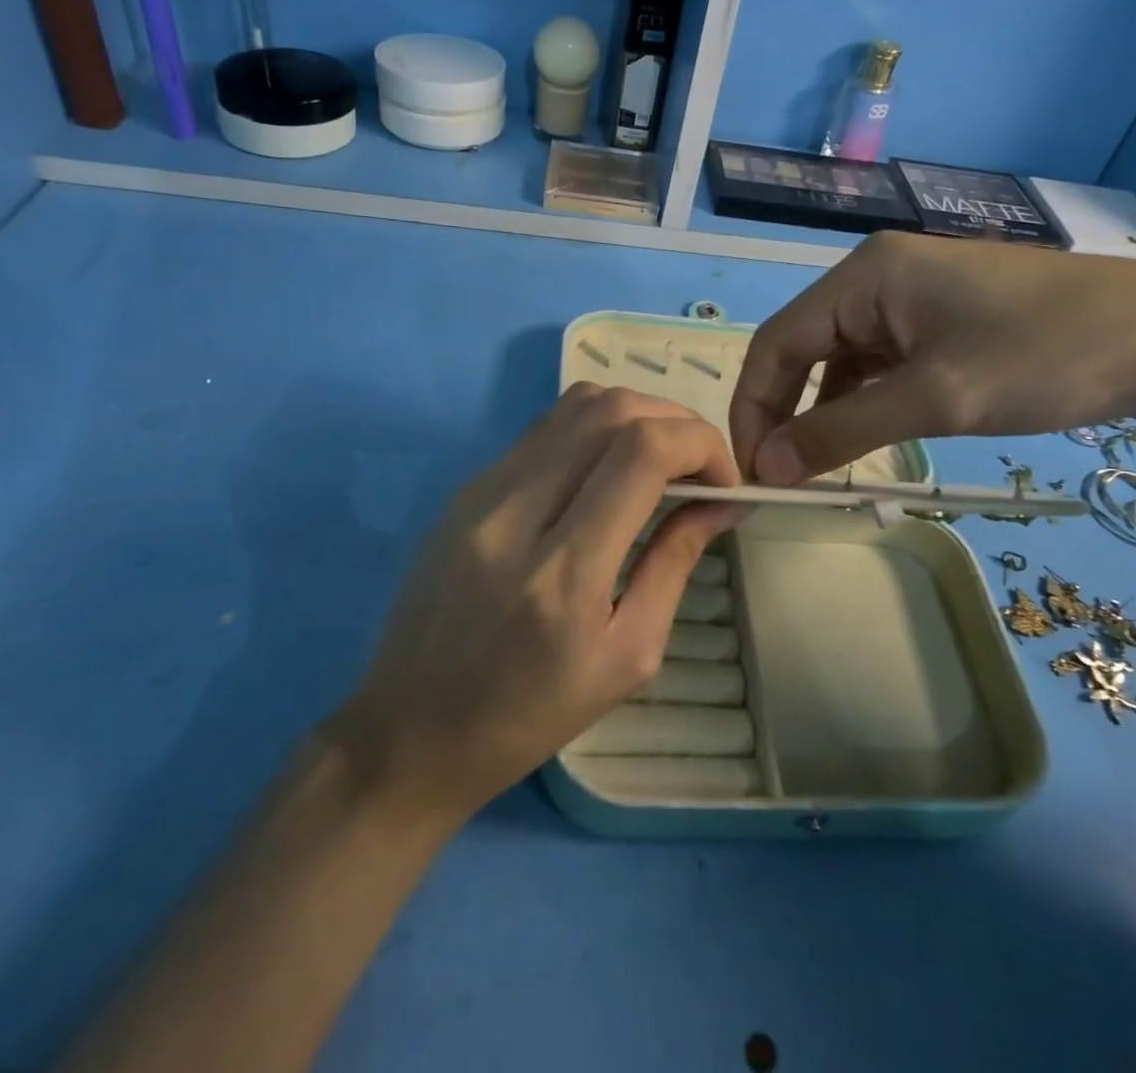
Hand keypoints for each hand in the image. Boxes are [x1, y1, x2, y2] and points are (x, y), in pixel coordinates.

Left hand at [336, 385, 741, 823]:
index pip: (641, 452)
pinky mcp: (466, 489)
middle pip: (609, 409)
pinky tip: (607, 473)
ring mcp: (481, 492)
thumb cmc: (529, 714)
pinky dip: (593, 432)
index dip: (700, 444)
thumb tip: (722, 503)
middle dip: (674, 420)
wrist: (411, 730)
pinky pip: (543, 431)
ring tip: (660, 461)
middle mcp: (516, 513)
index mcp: (563, 573)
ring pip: (573, 406)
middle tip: (700, 466)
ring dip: (634, 416)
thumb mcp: (626, 657)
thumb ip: (674, 564)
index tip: (724, 481)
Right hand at [729, 232, 1135, 484]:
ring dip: (822, 413)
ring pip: (838, 361)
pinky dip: (861, 404)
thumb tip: (767, 468)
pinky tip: (866, 439)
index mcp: (863, 276)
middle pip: (802, 349)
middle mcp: (875, 278)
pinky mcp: (937, 322)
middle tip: (780, 478)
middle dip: (784, 413)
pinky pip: (876, 365)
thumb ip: (842, 431)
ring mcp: (908, 299)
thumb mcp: (937, 398)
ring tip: (818, 468)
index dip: (754, 407)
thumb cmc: (1046, 355)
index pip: (777, 341)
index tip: (752, 470)